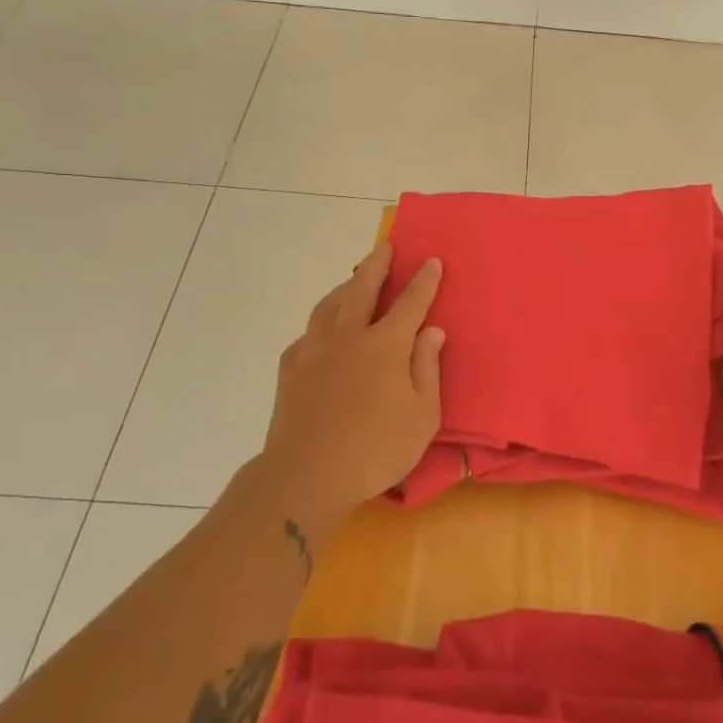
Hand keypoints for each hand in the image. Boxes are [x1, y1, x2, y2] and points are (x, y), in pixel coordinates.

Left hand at [257, 242, 443, 532]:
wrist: (306, 475)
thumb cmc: (375, 449)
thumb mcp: (422, 416)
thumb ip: (427, 368)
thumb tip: (431, 331)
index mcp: (385, 345)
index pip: (410, 303)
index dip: (423, 281)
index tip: (431, 261)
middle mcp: (349, 336)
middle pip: (362, 288)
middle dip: (377, 265)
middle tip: (385, 247)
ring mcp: (315, 349)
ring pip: (330, 304)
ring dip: (346, 285)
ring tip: (354, 279)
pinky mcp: (291, 368)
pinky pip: (309, 331)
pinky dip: (322, 321)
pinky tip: (324, 329)